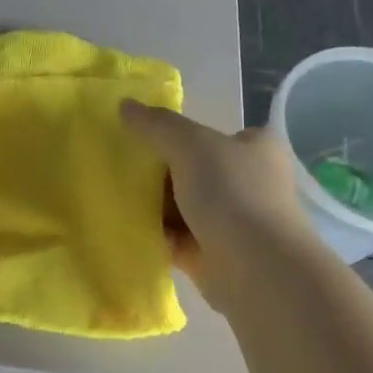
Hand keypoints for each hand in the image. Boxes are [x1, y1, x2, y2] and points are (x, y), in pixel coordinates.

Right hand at [120, 101, 315, 307]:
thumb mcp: (190, 145)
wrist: (256, 268)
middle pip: (192, 171)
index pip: (215, 135)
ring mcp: (233, 221)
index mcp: (255, 149)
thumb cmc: (232, 194)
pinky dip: (155, 234)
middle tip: (122, 170)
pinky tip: (127, 228)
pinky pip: (175, 238)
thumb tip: (124, 104)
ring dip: (154, 206)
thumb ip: (156, 125)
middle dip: (159, 174)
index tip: (144, 141)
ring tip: (116, 198)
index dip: (180, 136)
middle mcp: (249, 183)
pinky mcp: (214, 254)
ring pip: (182, 206)